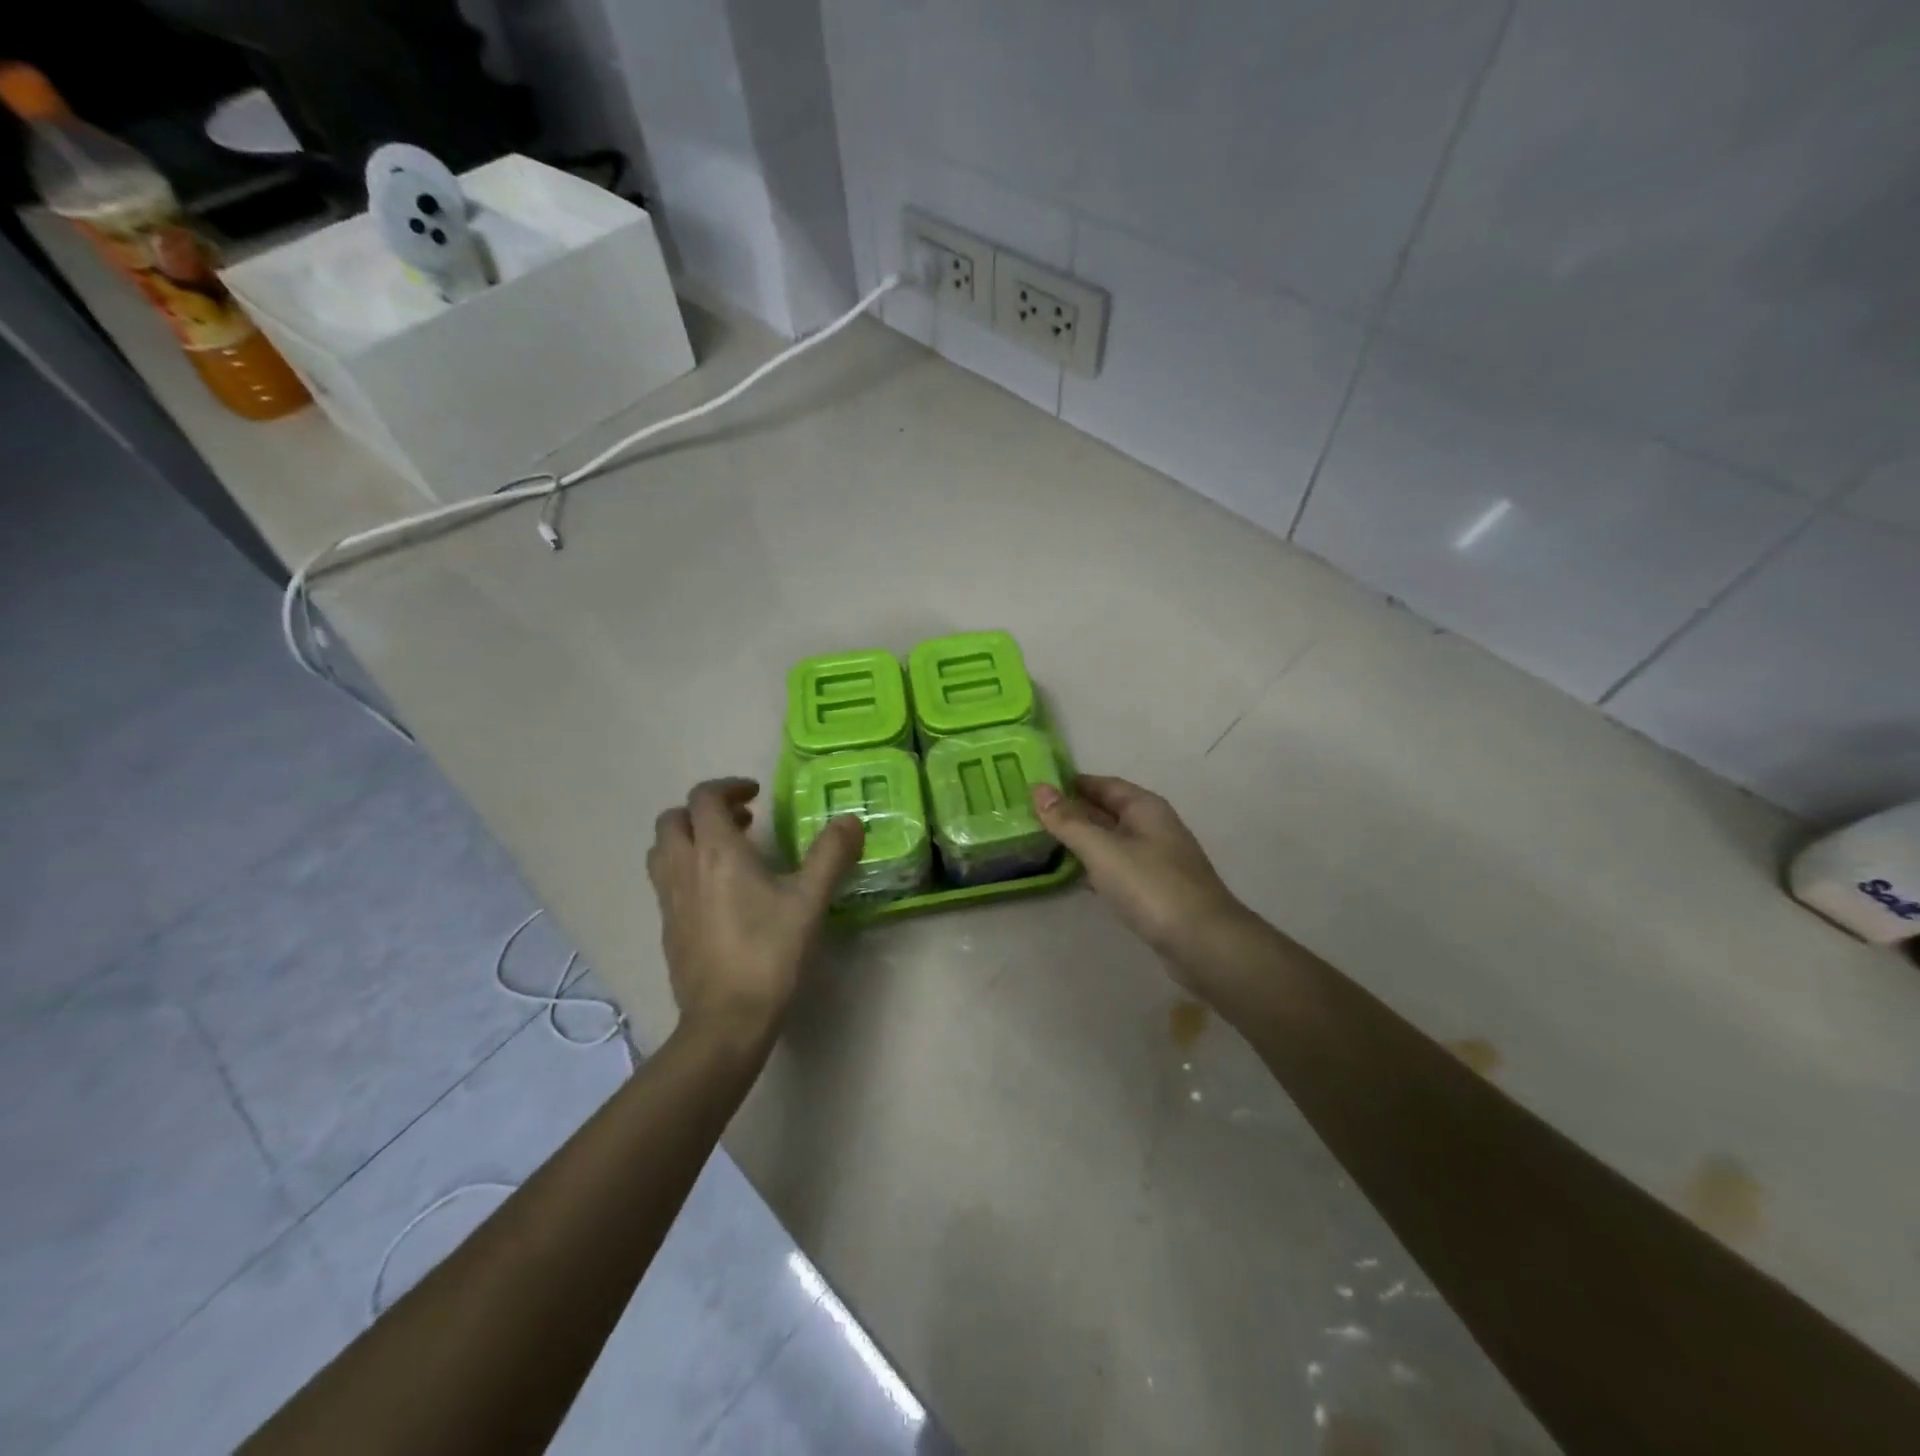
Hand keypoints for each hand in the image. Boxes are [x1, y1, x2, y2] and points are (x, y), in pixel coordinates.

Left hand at [647, 778, 863, 1044]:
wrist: (726, 1019)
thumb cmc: (769, 952)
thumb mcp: (810, 900)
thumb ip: (830, 855)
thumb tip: (849, 820)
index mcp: (716, 852)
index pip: (704, 798)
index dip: (729, 787)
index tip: (757, 795)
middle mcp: (684, 868)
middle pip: (673, 820)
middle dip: (704, 811)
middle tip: (743, 822)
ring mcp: (669, 900)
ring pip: (663, 850)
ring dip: (689, 838)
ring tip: (727, 852)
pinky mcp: (667, 928)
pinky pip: (666, 881)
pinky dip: (686, 869)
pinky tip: (719, 894)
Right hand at [1031, 775, 1253, 986]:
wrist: (1203, 943)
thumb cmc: (1151, 886)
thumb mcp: (1102, 850)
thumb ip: (1069, 821)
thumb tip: (1038, 788)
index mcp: (1145, 807)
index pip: (1102, 784)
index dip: (1071, 784)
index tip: (1036, 789)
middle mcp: (1153, 826)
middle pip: (1107, 811)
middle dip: (1073, 813)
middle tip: (1031, 817)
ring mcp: (1157, 859)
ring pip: (1112, 841)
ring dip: (1083, 840)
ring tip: (1044, 843)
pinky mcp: (1155, 889)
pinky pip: (1119, 867)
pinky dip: (1096, 866)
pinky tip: (1076, 876)